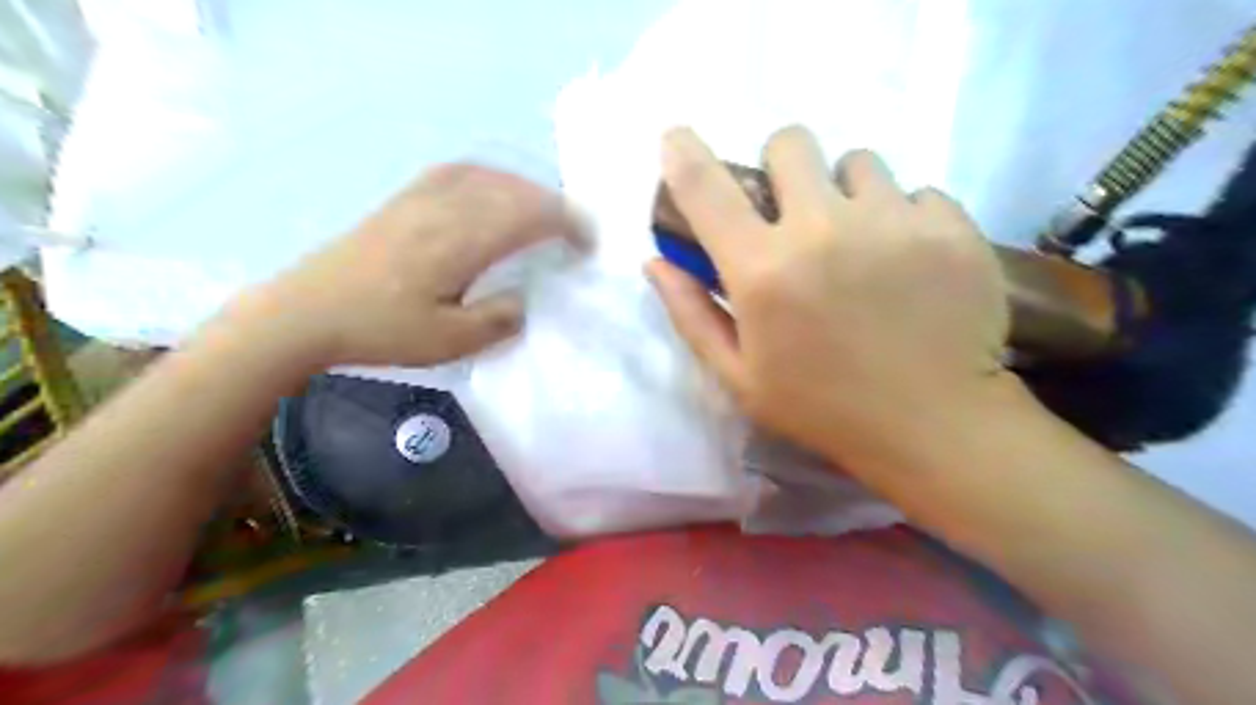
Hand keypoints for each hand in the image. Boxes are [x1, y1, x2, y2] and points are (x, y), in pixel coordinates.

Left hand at [233, 163, 577, 367]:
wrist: (306, 311)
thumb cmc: (380, 330)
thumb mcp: (449, 341)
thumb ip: (499, 319)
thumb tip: (529, 300)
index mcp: (462, 241)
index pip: (530, 215)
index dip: (568, 224)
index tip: (588, 245)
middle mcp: (448, 207)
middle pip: (515, 190)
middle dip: (556, 206)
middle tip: (576, 233)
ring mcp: (423, 196)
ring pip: (490, 176)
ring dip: (527, 189)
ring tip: (544, 213)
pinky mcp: (405, 198)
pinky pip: (459, 171)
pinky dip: (491, 176)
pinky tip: (494, 190)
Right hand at [653, 123, 1014, 471]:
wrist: (934, 425)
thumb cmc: (822, 407)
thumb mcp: (739, 377)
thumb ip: (692, 314)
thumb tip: (656, 261)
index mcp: (762, 270)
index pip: (705, 187)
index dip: (683, 152)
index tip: (677, 138)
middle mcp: (822, 228)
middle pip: (790, 142)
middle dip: (783, 169)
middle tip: (796, 211)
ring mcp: (893, 219)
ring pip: (858, 161)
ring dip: (847, 193)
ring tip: (862, 242)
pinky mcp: (951, 225)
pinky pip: (917, 192)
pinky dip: (904, 218)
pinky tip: (911, 264)